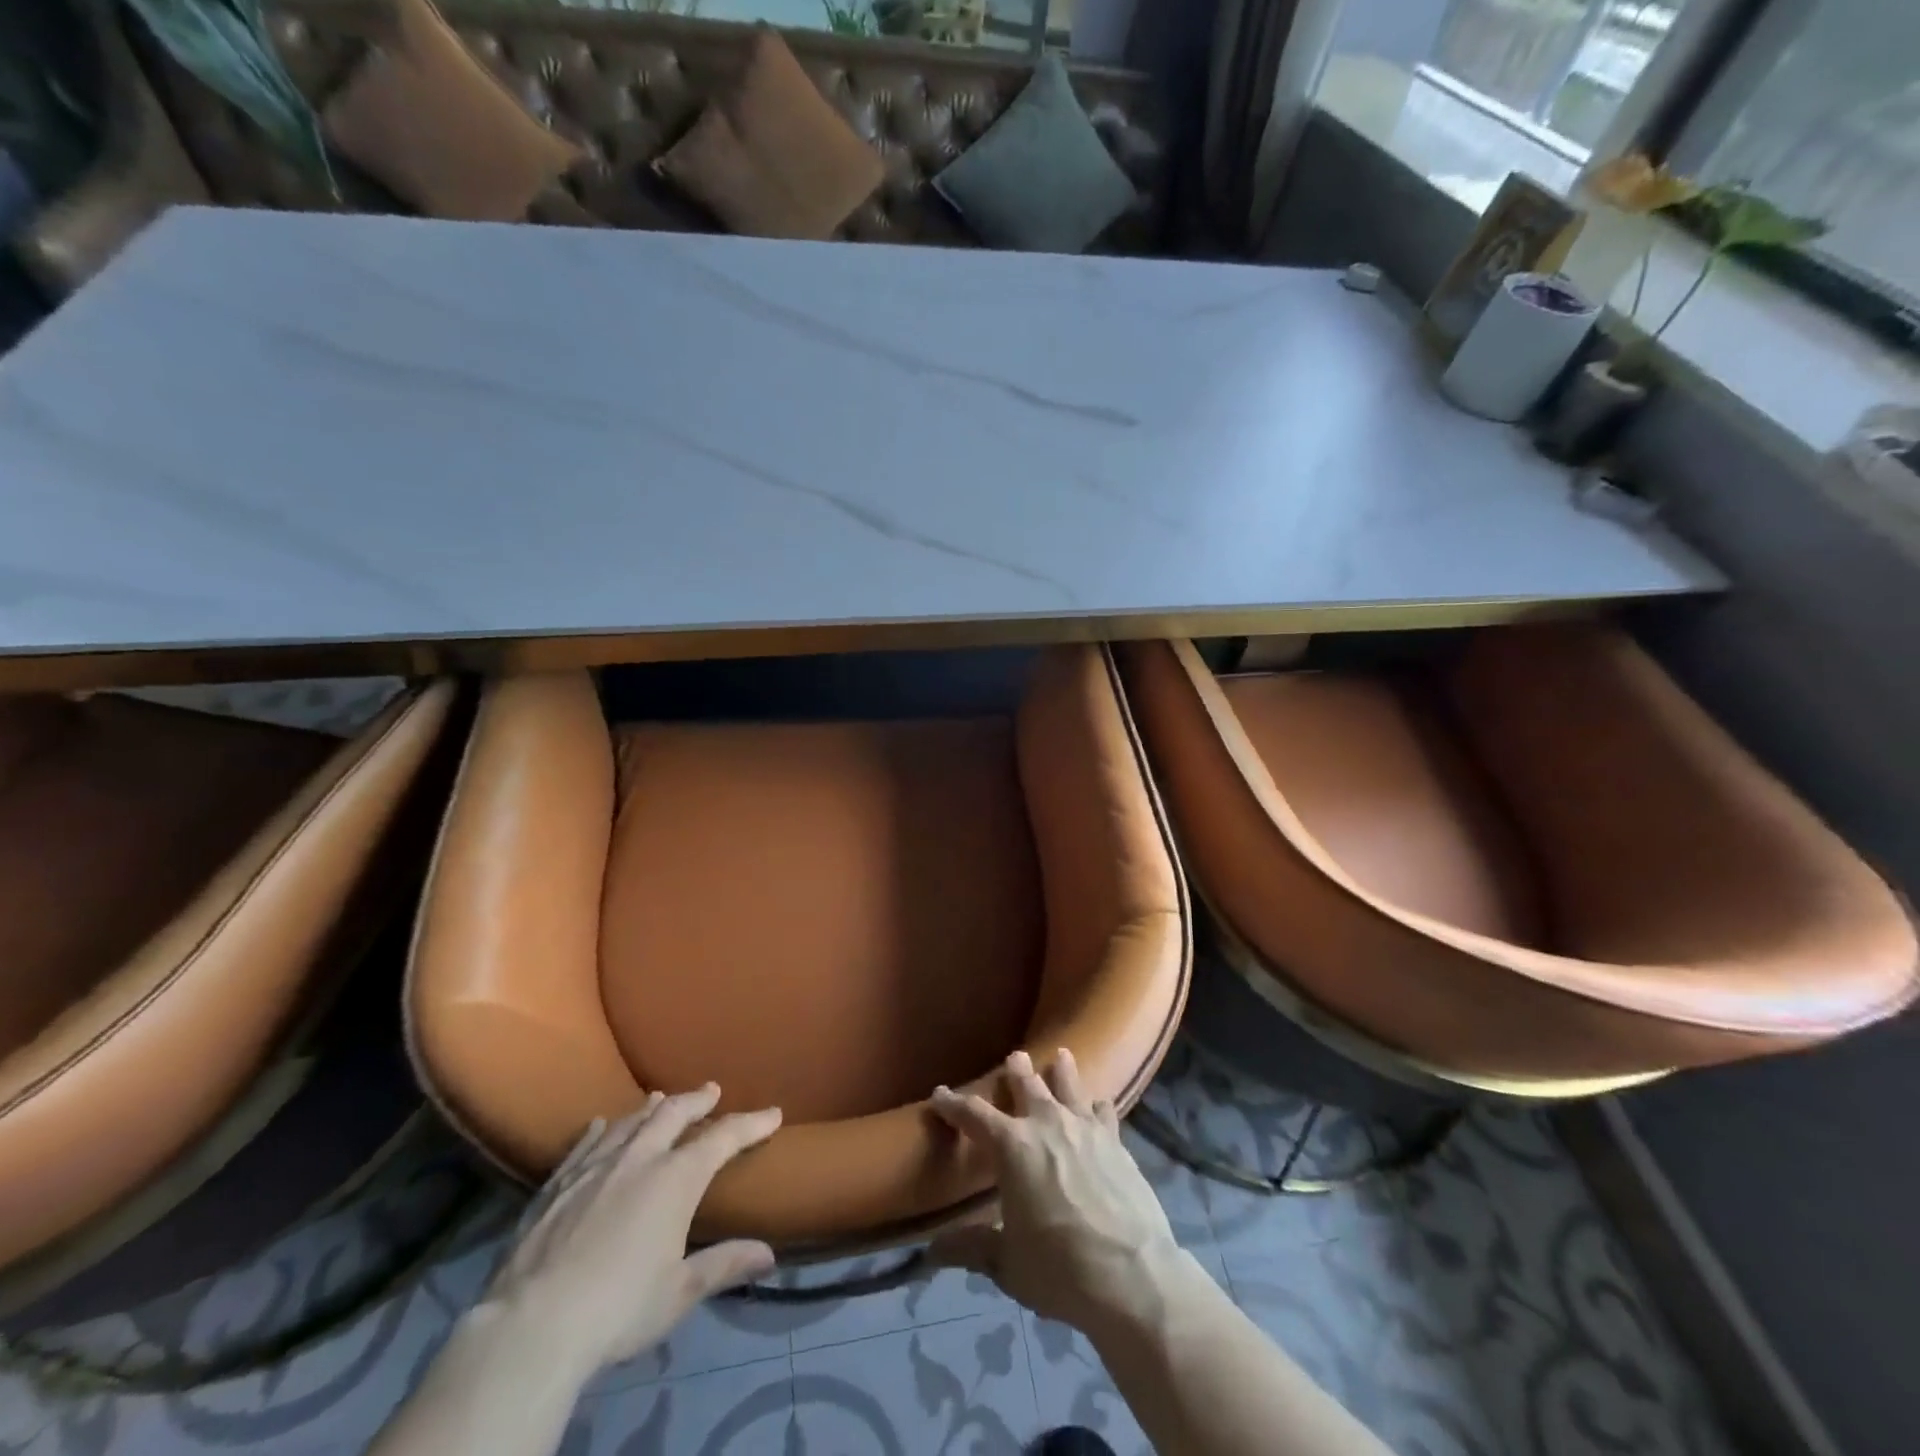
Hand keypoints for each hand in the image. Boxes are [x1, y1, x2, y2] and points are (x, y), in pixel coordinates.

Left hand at [482, 1085, 781, 1374]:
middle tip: (711, 1091)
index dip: (752, 1124)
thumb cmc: (618, 1308)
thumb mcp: (679, 1292)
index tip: (773, 1114)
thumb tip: (769, 1254)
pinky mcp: (557, 1184)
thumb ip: (724, 1264)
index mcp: (676, 1178)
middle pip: (674, 1113)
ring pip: (630, 1121)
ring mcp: (594, 1166)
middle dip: (697, 1100)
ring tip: (661, 1097)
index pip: (724, 1137)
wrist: (530, 1327)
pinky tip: (601, 1124)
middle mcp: (639, 1158)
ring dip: (651, 1107)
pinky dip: (600, 1129)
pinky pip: (585, 1143)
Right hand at [928, 1049, 1182, 1332]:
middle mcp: (1046, 1124)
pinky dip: (1098, 1105)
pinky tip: (1100, 1103)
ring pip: (1069, 1086)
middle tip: (1014, 1057)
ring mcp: (1085, 1128)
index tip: (940, 1093)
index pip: (974, 1115)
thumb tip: (932, 1251)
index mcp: (1012, 1146)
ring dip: (1062, 1070)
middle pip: (1027, 1085)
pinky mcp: (1116, 1142)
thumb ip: (971, 1247)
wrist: (1131, 1276)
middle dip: (1016, 1071)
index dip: (953, 1103)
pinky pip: (1104, 1112)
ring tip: (1061, 1055)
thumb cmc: (1059, 1269)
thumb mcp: (1007, 1263)